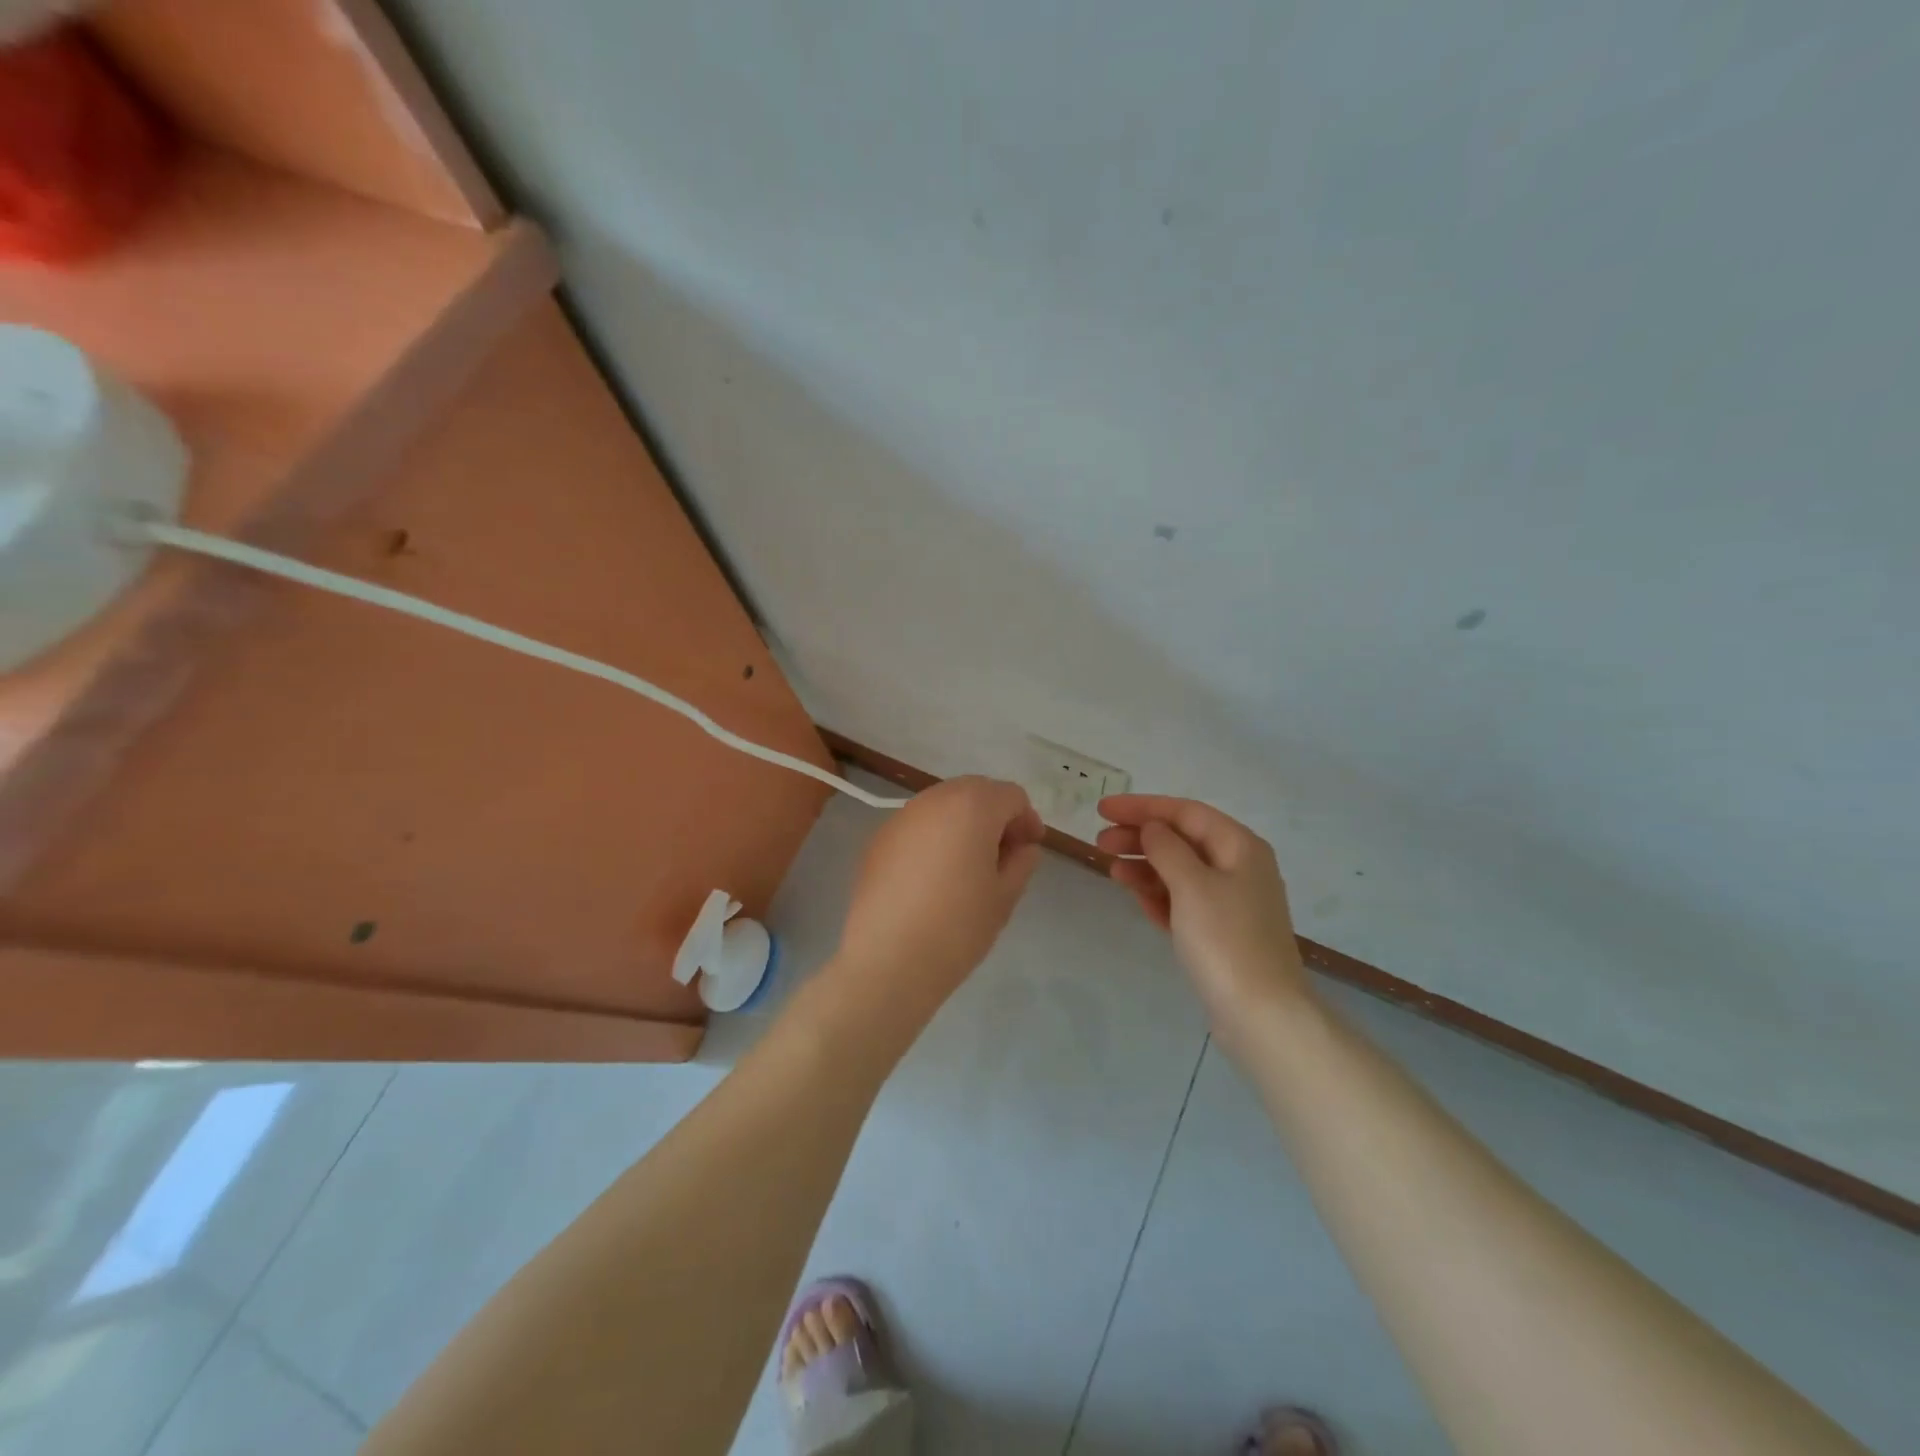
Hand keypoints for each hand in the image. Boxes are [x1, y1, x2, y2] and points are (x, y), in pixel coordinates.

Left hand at [834, 776, 1045, 1018]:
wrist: (888, 959)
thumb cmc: (958, 926)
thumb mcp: (1004, 896)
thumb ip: (1021, 862)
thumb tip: (1022, 847)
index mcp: (973, 806)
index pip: (1011, 796)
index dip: (1027, 820)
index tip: (1030, 850)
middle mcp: (934, 799)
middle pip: (975, 792)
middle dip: (994, 816)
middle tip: (1003, 855)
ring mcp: (901, 817)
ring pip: (943, 806)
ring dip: (962, 824)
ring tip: (968, 866)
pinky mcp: (878, 840)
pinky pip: (917, 826)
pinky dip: (933, 838)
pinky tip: (933, 877)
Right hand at [1097, 795, 1311, 1058]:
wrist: (1261, 1014)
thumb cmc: (1225, 939)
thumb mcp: (1191, 885)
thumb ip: (1166, 848)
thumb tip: (1152, 828)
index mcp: (1240, 846)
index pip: (1185, 812)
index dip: (1142, 807)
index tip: (1102, 809)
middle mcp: (1239, 867)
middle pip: (1182, 840)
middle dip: (1140, 837)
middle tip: (1100, 842)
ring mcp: (1231, 902)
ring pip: (1180, 871)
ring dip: (1145, 865)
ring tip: (1111, 869)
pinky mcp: (1220, 931)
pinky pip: (1183, 900)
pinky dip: (1158, 893)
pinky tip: (1134, 894)